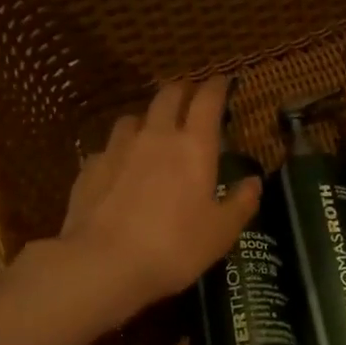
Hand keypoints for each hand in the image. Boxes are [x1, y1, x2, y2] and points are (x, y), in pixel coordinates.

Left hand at [49, 76, 260, 319]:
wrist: (103, 263)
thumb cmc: (174, 248)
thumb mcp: (220, 233)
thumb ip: (240, 204)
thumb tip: (254, 182)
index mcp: (194, 146)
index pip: (208, 100)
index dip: (217, 86)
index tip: (223, 81)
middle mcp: (156, 136)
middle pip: (168, 96)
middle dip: (182, 90)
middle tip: (190, 97)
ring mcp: (118, 148)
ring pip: (133, 117)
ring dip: (147, 118)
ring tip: (152, 130)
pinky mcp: (91, 167)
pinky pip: (108, 148)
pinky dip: (119, 151)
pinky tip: (119, 167)